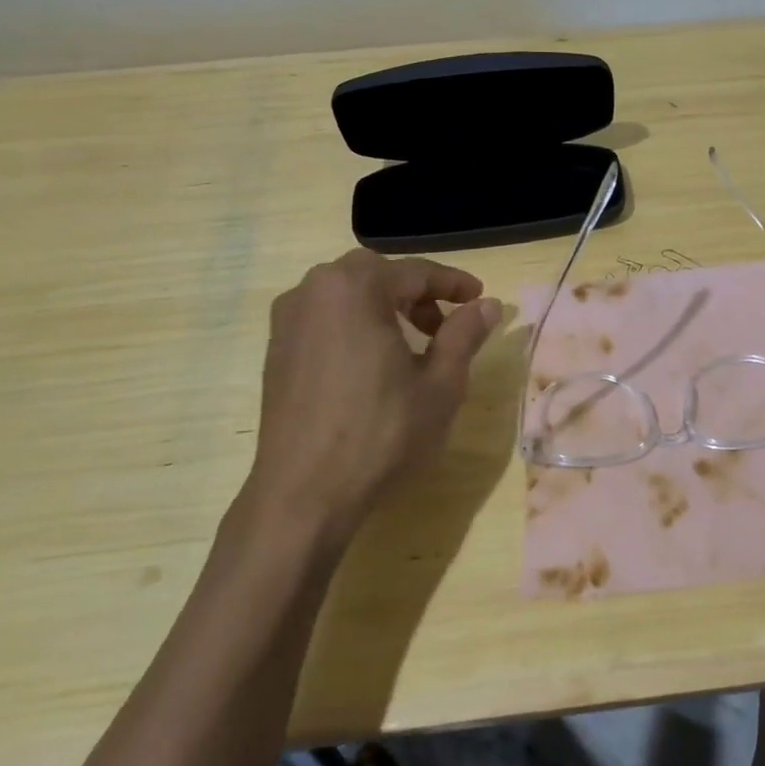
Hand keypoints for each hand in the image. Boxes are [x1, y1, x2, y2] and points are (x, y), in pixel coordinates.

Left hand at [242, 250, 500, 540]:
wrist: (303, 493)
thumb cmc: (382, 432)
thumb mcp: (440, 383)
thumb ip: (464, 334)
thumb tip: (488, 305)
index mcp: (354, 288)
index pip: (415, 272)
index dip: (454, 283)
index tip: (480, 298)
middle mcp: (313, 290)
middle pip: (377, 275)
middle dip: (417, 293)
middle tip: (446, 323)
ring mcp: (288, 320)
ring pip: (347, 294)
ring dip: (385, 307)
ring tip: (413, 345)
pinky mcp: (276, 350)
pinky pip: (325, 318)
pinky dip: (356, 325)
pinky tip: (374, 363)